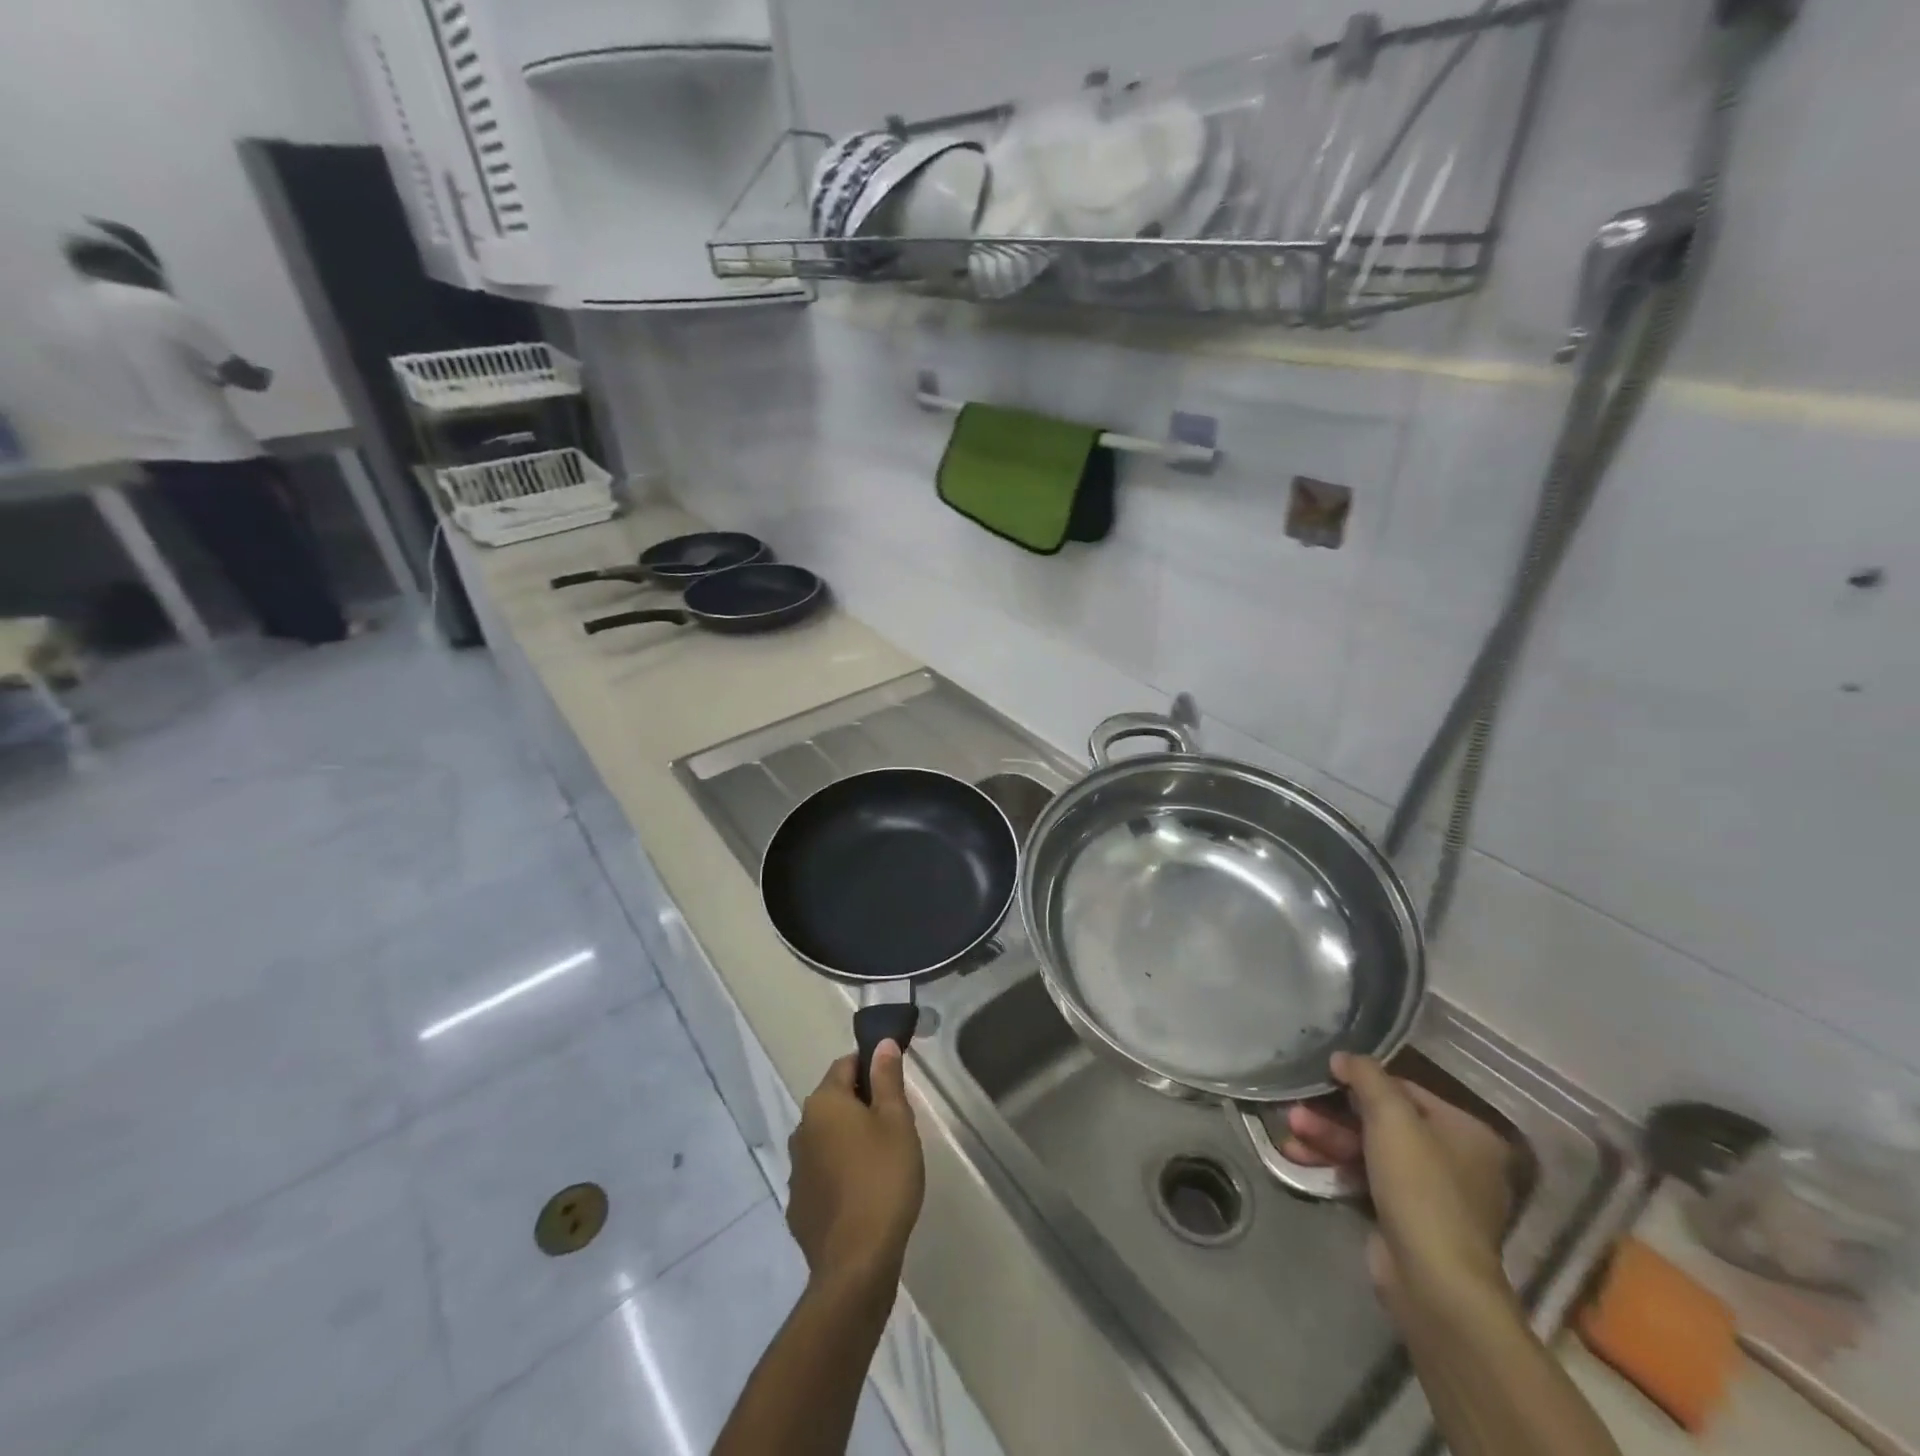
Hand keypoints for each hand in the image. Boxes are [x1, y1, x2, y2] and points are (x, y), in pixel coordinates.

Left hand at [786, 1043, 924, 1298]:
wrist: (856, 1263)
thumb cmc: (883, 1179)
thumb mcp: (896, 1121)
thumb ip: (887, 1078)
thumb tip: (882, 1044)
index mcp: (824, 1103)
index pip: (845, 1065)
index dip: (871, 1067)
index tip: (894, 1086)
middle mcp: (801, 1129)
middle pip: (834, 1102)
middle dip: (861, 1105)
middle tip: (895, 1126)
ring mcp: (796, 1170)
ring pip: (826, 1139)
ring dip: (848, 1140)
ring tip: (882, 1161)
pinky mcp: (798, 1206)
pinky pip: (821, 1174)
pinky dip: (839, 1174)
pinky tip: (862, 1194)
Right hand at [1284, 1052, 1513, 1315]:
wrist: (1433, 1282)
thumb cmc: (1420, 1188)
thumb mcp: (1392, 1118)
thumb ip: (1367, 1077)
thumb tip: (1344, 1056)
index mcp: (1468, 1133)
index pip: (1406, 1091)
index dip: (1362, 1082)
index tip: (1323, 1076)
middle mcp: (1457, 1161)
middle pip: (1383, 1122)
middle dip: (1334, 1117)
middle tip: (1296, 1111)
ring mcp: (1431, 1194)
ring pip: (1369, 1151)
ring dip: (1327, 1140)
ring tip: (1290, 1135)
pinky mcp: (1406, 1219)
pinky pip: (1366, 1179)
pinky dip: (1335, 1167)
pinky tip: (1299, 1159)